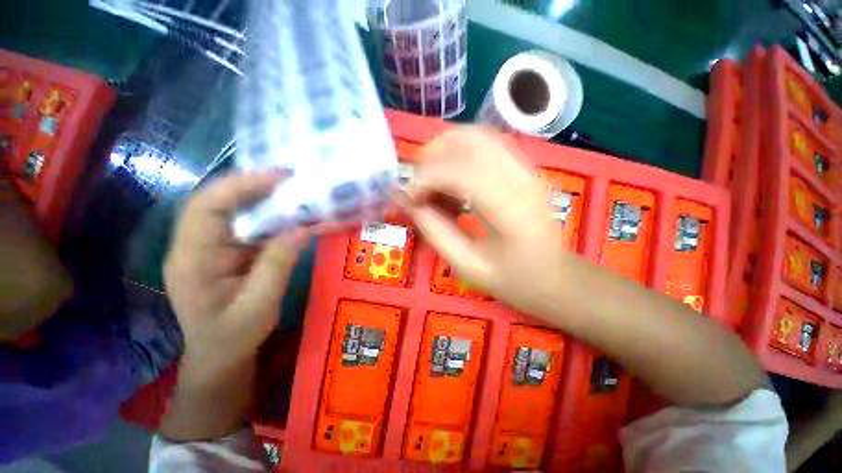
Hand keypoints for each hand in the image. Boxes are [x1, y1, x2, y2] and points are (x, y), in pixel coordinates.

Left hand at [164, 171, 307, 367]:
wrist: (221, 355)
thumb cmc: (234, 337)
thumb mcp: (259, 305)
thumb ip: (277, 265)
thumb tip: (301, 229)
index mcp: (191, 260)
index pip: (205, 208)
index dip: (239, 186)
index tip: (279, 177)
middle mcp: (195, 245)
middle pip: (216, 201)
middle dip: (252, 184)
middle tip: (290, 178)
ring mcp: (211, 246)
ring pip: (232, 210)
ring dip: (263, 197)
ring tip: (294, 190)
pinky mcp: (227, 250)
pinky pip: (247, 224)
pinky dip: (269, 215)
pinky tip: (290, 213)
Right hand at [402, 127, 568, 316]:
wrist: (554, 276)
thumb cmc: (513, 280)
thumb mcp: (468, 267)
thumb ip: (436, 233)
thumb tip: (410, 204)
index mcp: (512, 213)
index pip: (461, 173)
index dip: (425, 179)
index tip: (407, 197)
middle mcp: (523, 180)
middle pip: (469, 142)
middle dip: (432, 157)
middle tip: (417, 186)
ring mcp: (527, 169)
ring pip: (477, 136)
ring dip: (444, 150)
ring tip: (431, 180)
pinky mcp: (524, 167)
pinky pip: (485, 144)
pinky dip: (458, 153)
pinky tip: (451, 179)